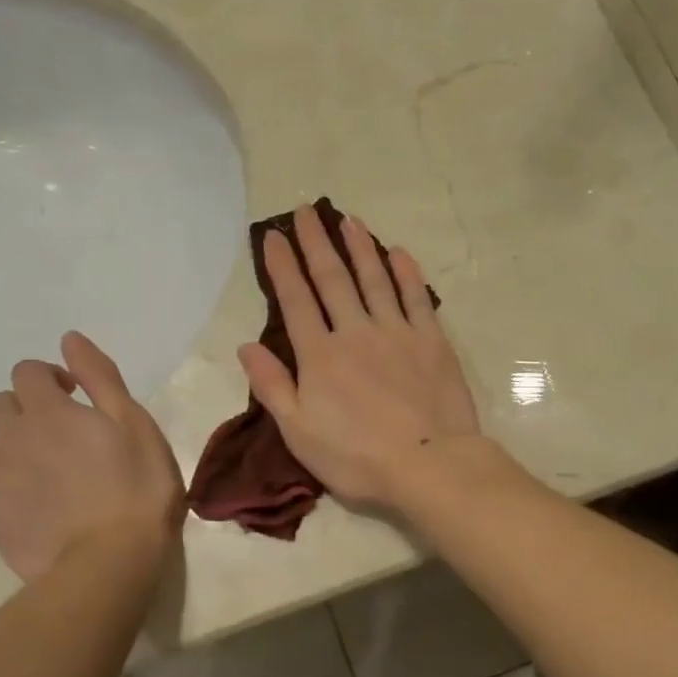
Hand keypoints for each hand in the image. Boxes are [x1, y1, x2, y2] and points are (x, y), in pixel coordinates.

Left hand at [0, 331, 183, 582]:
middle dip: (26, 409)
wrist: (110, 560)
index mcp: (49, 410)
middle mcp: (10, 436)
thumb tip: (68, 339)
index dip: (50, 378)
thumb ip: (99, 377)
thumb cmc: (137, 487)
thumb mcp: (134, 423)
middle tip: (62, 437)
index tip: (76, 398)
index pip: (27, 372)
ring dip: (11, 447)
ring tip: (46, 474)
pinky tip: (28, 504)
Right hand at [239, 206, 480, 509]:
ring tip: (349, 220)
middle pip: (333, 279)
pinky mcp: (432, 341)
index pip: (296, 301)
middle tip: (306, 211)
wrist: (430, 465)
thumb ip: (272, 386)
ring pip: (374, 279)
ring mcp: (397, 332)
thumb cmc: (357, 457)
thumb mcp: (299, 433)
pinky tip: (398, 252)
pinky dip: (406, 273)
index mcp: (320, 356)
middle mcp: (355, 332)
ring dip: (360, 247)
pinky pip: (417, 297)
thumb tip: (246, 346)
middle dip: (317, 243)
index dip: (283, 267)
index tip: (274, 236)